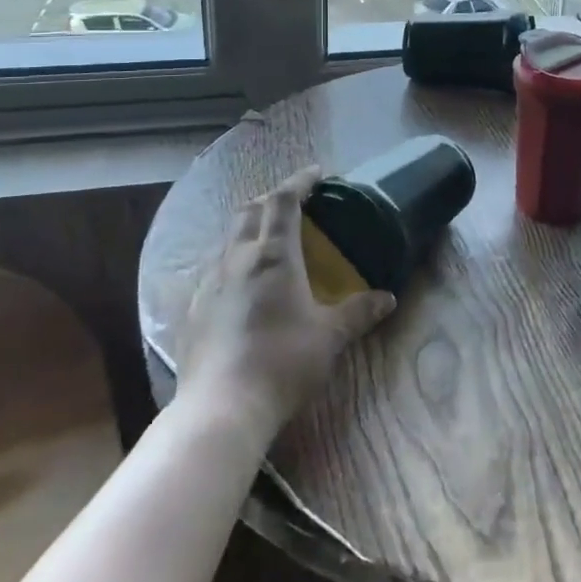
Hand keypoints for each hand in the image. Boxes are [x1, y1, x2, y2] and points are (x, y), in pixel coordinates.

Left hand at [174, 165, 394, 438]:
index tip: (317, 173)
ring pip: (228, 237)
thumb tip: (388, 299)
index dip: (300, 181)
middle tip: (294, 202)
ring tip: (268, 238)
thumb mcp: (331, 336)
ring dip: (250, 226)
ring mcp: (209, 283)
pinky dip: (233, 259)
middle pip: (250, 210)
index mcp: (274, 255)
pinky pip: (214, 268)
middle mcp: (238, 258)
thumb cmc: (284, 361)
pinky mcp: (192, 309)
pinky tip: (242, 282)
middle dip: (272, 198)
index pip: (284, 201)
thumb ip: (359, 312)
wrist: (221, 408)